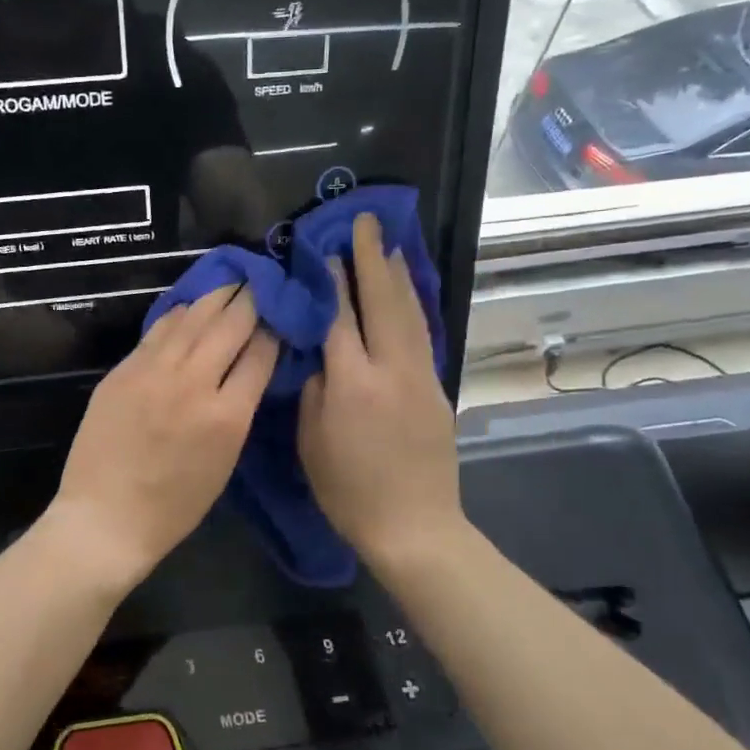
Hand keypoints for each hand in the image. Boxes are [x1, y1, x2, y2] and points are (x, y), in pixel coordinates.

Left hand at [50, 284, 278, 588]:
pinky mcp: (123, 370)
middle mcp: (194, 382)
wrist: (106, 518)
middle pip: (231, 324)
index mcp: (228, 416)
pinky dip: (179, 315)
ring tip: (231, 281)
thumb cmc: (174, 507)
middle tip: (261, 282)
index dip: (274, 328)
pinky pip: (158, 331)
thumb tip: (247, 369)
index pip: (261, 352)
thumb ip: (237, 410)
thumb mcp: (224, 462)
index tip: (279, 314)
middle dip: (251, 299)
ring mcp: (154, 372)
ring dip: (217, 296)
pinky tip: (189, 307)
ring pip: (193, 317)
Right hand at [299, 214, 462, 569]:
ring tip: (390, 245)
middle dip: (373, 259)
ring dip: (398, 276)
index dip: (332, 281)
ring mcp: (421, 377)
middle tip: (366, 223)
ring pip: (409, 313)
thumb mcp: (312, 440)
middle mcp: (392, 369)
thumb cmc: (348, 489)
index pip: (340, 317)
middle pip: (383, 301)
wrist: (414, 526)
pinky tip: (405, 294)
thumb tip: (322, 353)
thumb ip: (315, 388)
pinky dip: (410, 305)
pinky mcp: (437, 390)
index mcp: (353, 383)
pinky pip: (421, 335)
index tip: (325, 249)